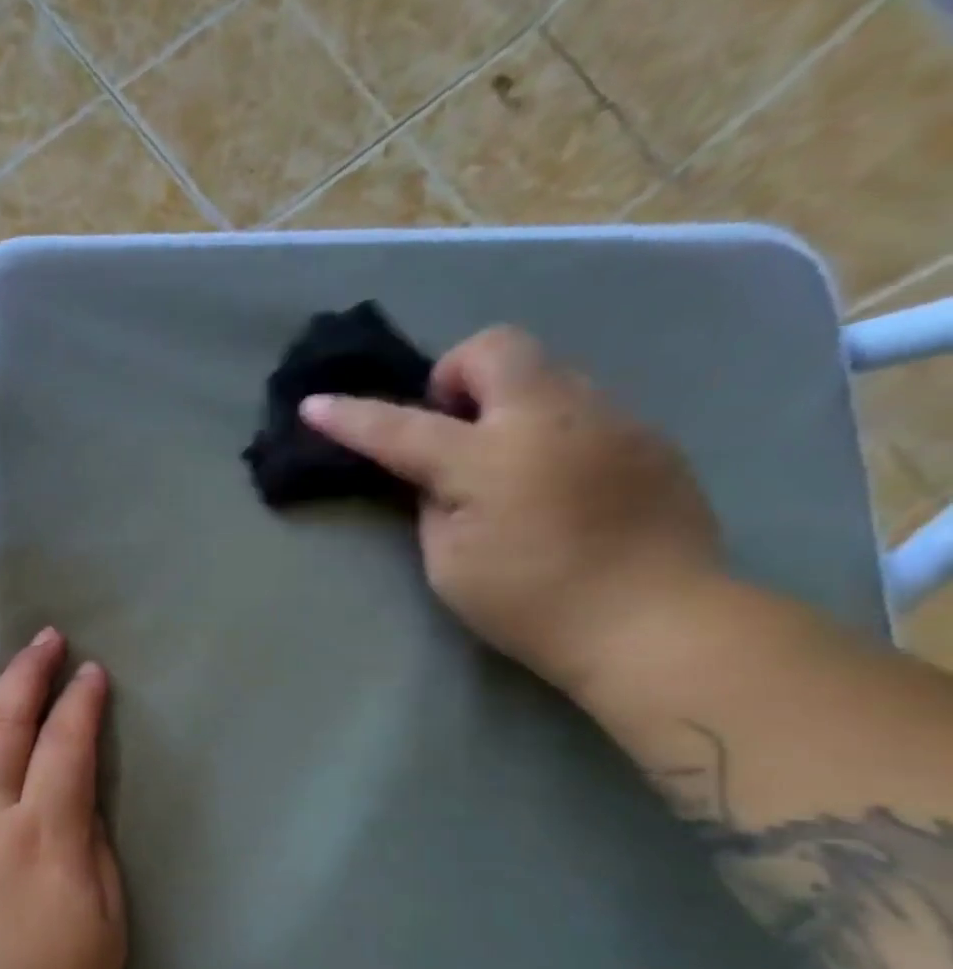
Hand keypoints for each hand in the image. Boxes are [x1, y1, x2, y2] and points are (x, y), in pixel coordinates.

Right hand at [301, 325, 723, 696]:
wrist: (654, 621)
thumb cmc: (530, 603)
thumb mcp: (449, 563)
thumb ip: (433, 505)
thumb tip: (441, 477)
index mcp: (488, 458)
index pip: (401, 428)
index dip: (351, 417)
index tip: (313, 405)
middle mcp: (551, 417)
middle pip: (494, 347)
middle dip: (456, 373)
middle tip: (447, 427)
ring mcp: (609, 418)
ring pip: (544, 372)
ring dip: (506, 401)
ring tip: (503, 462)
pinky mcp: (646, 436)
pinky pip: (582, 407)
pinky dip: (548, 428)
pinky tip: (554, 484)